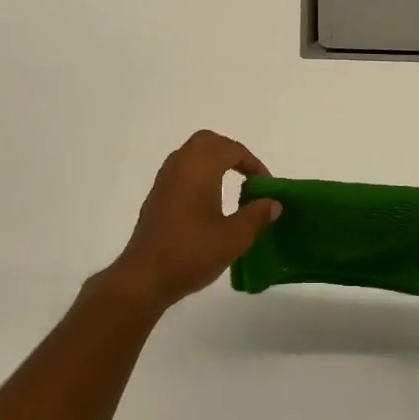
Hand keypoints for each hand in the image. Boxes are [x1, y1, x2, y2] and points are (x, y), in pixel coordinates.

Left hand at [107, 130, 279, 309]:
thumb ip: (257, 215)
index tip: (266, 185)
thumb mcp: (234, 237)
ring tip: (232, 184)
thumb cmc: (191, 253)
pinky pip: (181, 170)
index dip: (253, 163)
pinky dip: (199, 174)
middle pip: (208, 142)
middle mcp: (180, 165)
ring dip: (213, 161)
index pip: (232, 149)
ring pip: (191, 154)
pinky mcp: (156, 196)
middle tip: (248, 174)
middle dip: (231, 152)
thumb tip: (273, 202)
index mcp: (200, 168)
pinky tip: (208, 200)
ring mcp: (164, 180)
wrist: (144, 277)